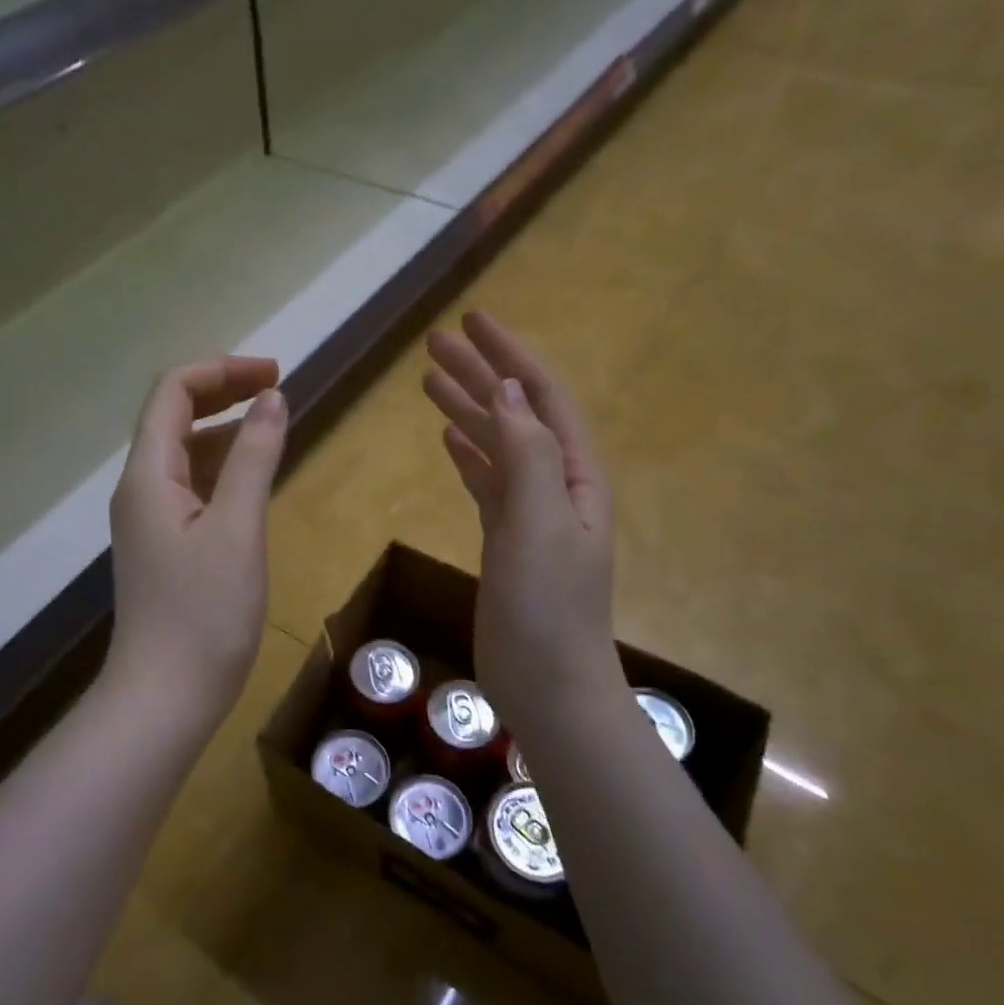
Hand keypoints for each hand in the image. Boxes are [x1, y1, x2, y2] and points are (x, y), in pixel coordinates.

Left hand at [107, 357, 288, 729]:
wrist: (165, 698)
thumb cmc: (204, 614)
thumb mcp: (238, 528)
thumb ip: (255, 458)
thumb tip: (273, 398)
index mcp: (148, 475)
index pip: (173, 393)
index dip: (222, 371)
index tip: (275, 375)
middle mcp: (140, 489)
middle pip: (174, 417)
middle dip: (224, 393)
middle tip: (278, 390)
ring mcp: (150, 520)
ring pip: (185, 454)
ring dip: (225, 430)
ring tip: (274, 425)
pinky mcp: (165, 547)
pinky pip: (192, 488)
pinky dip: (223, 469)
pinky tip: (253, 479)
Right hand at [423, 312, 616, 718]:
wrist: (547, 684)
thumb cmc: (548, 607)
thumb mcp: (540, 523)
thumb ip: (526, 454)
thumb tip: (508, 389)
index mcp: (574, 475)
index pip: (541, 397)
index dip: (509, 356)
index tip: (472, 320)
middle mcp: (556, 485)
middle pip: (515, 414)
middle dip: (479, 374)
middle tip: (434, 343)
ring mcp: (530, 514)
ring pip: (496, 445)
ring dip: (466, 409)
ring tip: (429, 379)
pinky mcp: (506, 540)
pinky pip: (486, 482)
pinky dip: (468, 455)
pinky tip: (448, 439)